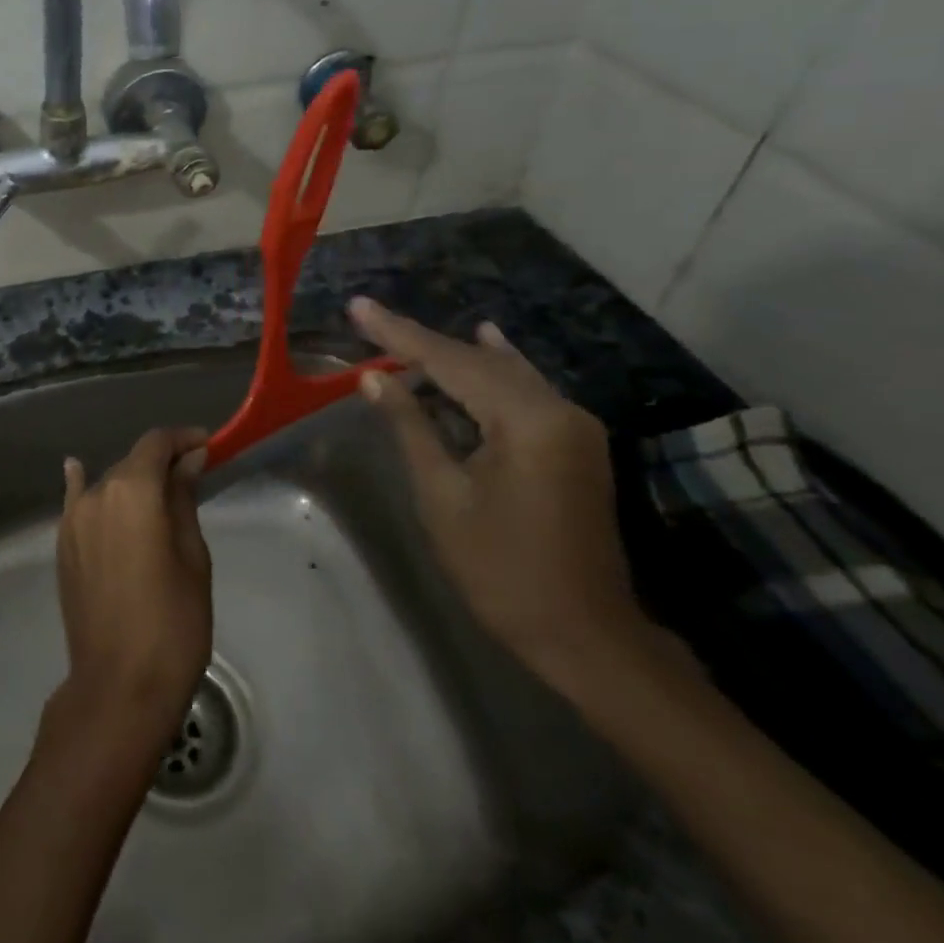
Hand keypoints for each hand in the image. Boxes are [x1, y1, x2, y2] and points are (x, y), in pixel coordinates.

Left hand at [52, 428, 212, 759]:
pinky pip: (76, 503)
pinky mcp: (63, 545)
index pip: (156, 444)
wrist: (120, 685)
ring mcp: (72, 519)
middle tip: (192, 475)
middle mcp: (96, 494)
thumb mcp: (192, 557)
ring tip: (158, 494)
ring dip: (133, 482)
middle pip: (132, 462)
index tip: (207, 446)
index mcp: (133, 490)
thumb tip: (188, 461)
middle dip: (162, 462)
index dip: (182, 439)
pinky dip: (82, 485)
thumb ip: (183, 500)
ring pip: (108, 484)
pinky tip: (78, 471)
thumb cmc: (173, 622)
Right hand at [348, 297, 657, 686]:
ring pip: (502, 373)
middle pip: (477, 362)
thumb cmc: (502, 569)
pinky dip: (492, 369)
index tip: (358, 307)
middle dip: (420, 342)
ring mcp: (574, 426)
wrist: (584, 635)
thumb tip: (375, 378)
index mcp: (528, 421)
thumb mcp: (442, 495)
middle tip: (370, 318)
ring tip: (406, 330)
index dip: (398, 335)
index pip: (450, 362)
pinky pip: (524, 391)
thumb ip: (411, 426)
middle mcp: (559, 410)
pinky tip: (487, 341)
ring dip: (452, 354)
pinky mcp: (574, 444)